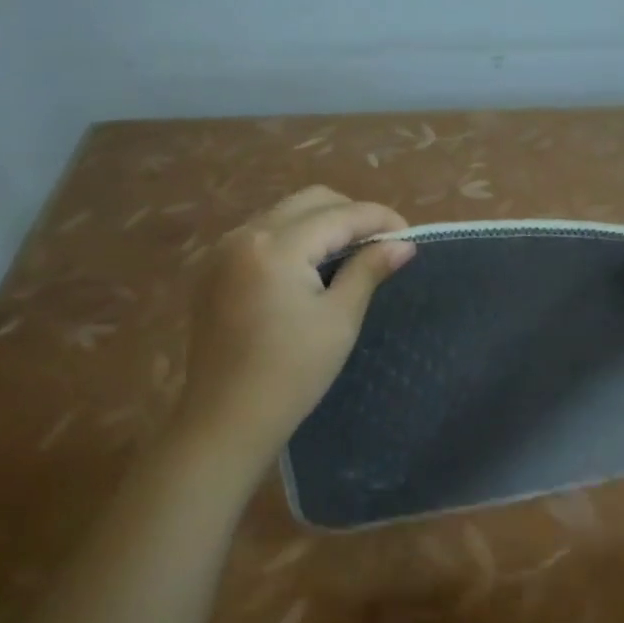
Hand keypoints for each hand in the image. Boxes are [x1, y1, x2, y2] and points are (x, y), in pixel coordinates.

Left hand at [168, 187, 414, 481]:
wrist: (225, 421)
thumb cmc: (291, 375)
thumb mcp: (339, 320)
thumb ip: (368, 270)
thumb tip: (403, 244)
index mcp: (275, 247)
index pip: (339, 215)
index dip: (380, 219)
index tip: (409, 237)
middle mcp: (244, 235)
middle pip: (310, 201)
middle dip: (351, 214)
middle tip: (380, 244)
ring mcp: (223, 251)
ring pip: (284, 214)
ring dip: (321, 224)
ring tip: (350, 255)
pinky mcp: (213, 270)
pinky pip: (262, 234)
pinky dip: (293, 239)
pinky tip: (310, 268)